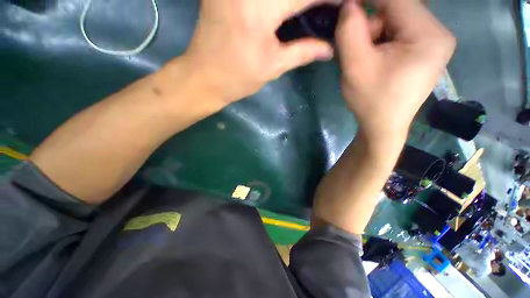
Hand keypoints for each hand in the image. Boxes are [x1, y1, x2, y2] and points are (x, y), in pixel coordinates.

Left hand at [184, 0, 334, 101]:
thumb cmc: (238, 78)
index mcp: (260, 10)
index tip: (344, 3)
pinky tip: (286, 9)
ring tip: (305, 11)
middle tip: (322, 9)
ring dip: (294, 1)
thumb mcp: (273, 67)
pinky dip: (279, 1)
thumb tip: (330, 49)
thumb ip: (303, 52)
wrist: (204, 77)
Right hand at [336, 0, 455, 140]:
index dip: (367, 0)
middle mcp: (438, 33)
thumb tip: (348, 5)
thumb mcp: (355, 67)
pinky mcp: (425, 51)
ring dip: (374, 35)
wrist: (382, 126)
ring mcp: (433, 42)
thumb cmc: (370, 101)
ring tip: (365, 60)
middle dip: (371, 26)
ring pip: (396, 21)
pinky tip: (374, 61)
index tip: (346, 7)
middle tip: (358, 53)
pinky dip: (381, 42)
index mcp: (428, 35)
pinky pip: (399, 33)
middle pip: (397, 10)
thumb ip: (350, 31)